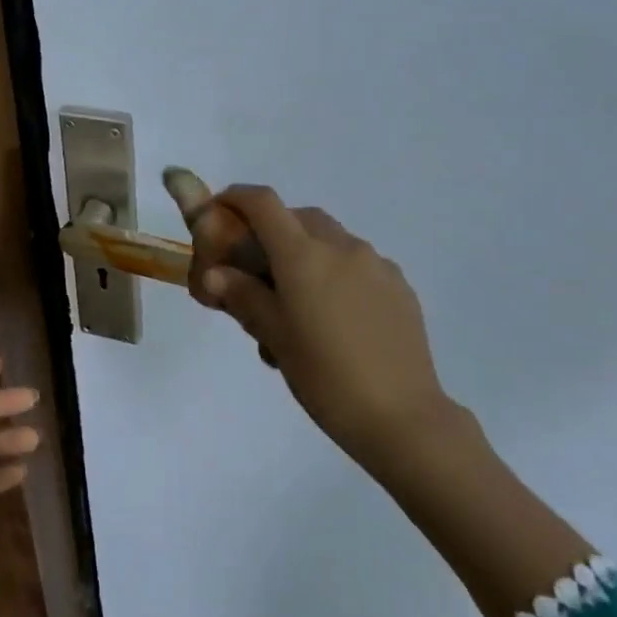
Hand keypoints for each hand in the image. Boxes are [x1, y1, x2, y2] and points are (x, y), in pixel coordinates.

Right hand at [196, 186, 463, 467]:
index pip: (263, 203)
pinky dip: (336, 272)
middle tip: (256, 271)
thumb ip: (244, 297)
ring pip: (330, 240)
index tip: (219, 212)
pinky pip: (357, 264)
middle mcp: (342, 247)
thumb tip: (214, 274)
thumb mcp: (275, 338)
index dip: (236, 198)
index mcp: (304, 256)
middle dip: (272, 231)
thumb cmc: (326, 378)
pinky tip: (335, 317)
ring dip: (305, 254)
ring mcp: (376, 264)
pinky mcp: (399, 285)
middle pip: (298, 218)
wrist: (403, 417)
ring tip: (297, 305)